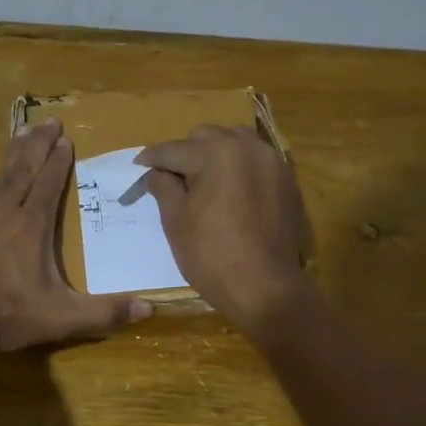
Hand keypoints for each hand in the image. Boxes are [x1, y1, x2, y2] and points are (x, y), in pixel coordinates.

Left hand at [0, 117, 150, 354]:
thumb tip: (149, 307)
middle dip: (38, 143)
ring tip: (23, 134)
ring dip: (15, 153)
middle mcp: (5, 212)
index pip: (48, 183)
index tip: (66, 139)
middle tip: (50, 121)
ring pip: (0, 175)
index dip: (59, 161)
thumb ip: (103, 314)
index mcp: (31, 226)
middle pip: (24, 168)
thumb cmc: (4, 314)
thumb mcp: (60, 318)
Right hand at [137, 124, 311, 335]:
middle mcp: (248, 147)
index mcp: (217, 152)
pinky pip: (256, 162)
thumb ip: (164, 187)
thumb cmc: (211, 255)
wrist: (265, 287)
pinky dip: (239, 169)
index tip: (138, 166)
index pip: (175, 149)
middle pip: (206, 137)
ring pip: (235, 144)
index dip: (152, 159)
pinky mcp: (287, 182)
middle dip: (186, 153)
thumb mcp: (176, 221)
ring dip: (215, 155)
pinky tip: (230, 192)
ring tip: (203, 182)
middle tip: (172, 180)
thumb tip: (156, 173)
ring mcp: (273, 162)